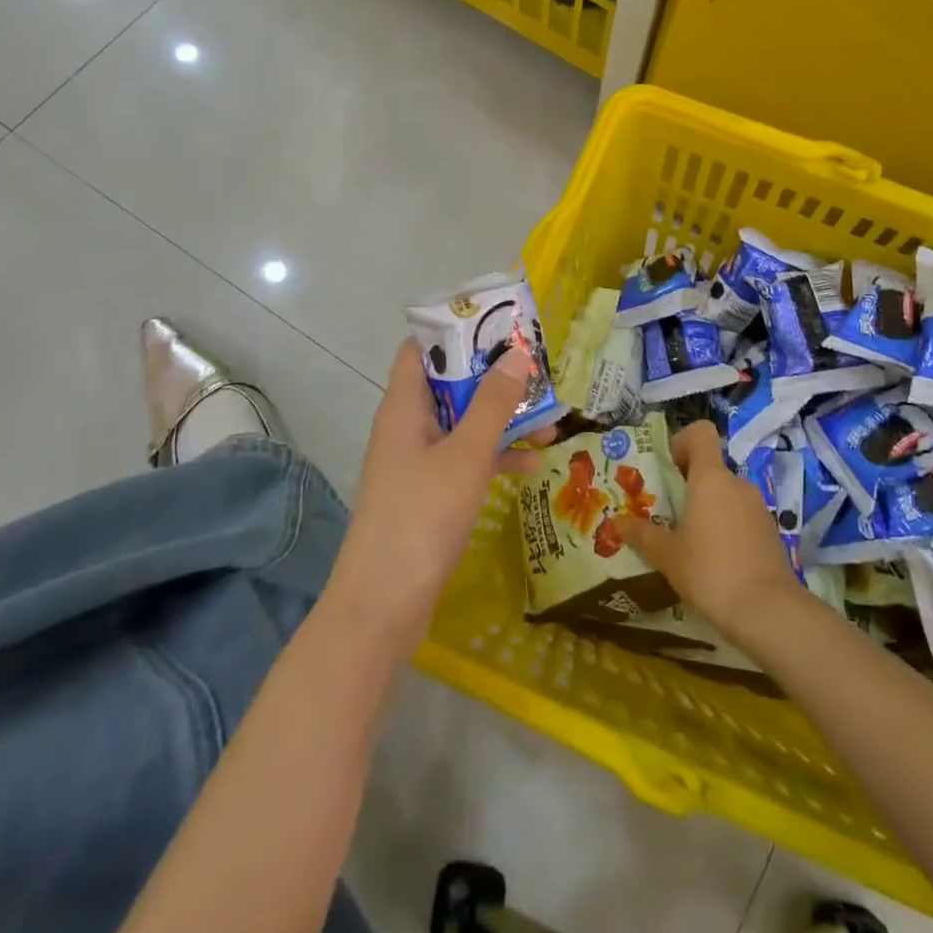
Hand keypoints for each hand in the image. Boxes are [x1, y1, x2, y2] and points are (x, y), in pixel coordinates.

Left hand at [326, 339, 541, 654]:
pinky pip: (464, 460)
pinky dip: (493, 456)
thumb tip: (516, 354)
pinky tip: (532, 466)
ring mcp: (416, 462)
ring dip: (500, 419)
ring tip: (549, 418)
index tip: (497, 327)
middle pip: (449, 384)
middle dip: (492, 377)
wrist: (383, 605)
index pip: (420, 349)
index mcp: (404, 406)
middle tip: (536, 370)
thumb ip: (493, 404)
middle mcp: (407, 426)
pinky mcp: (427, 493)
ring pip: (462, 424)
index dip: (455, 332)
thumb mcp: (466, 455)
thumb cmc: (422, 516)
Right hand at [617, 421, 808, 647]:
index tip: (668, 468)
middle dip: (689, 485)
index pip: (700, 433)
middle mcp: (737, 484)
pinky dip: (727, 529)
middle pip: (711, 468)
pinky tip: (715, 562)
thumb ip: (642, 535)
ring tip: (689, 543)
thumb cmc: (710, 571)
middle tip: (667, 514)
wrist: (769, 612)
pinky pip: (741, 518)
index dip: (682, 442)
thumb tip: (617, 522)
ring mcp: (758, 508)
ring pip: (726, 495)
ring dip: (708, 509)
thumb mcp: (667, 556)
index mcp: (711, 477)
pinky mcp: (770, 534)